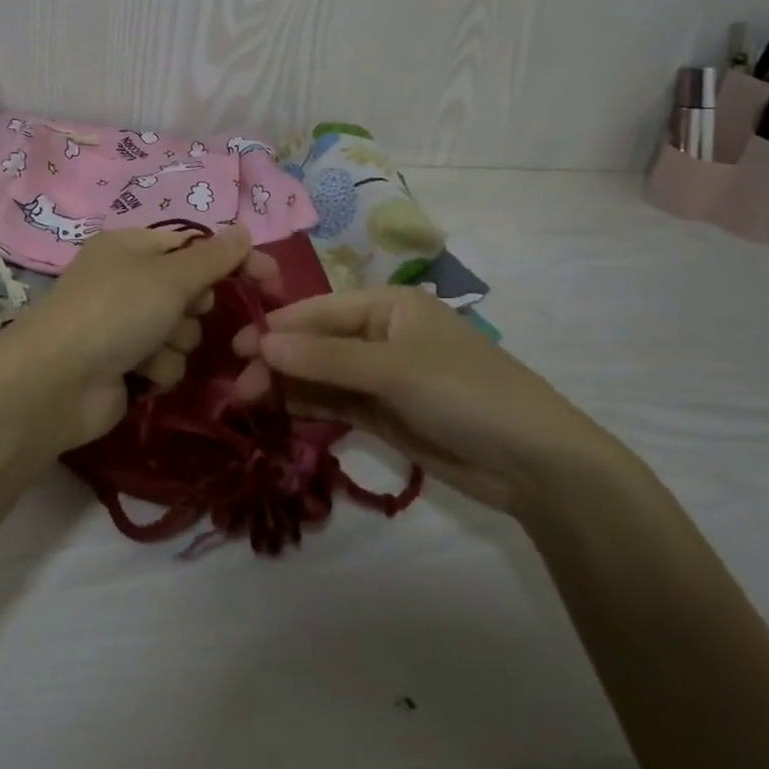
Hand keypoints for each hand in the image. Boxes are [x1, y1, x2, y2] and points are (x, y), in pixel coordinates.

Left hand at [2, 224, 277, 451]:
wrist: (56, 382)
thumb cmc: (115, 311)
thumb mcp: (170, 276)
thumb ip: (213, 257)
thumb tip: (244, 230)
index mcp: (131, 246)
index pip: (196, 246)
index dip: (233, 260)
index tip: (271, 280)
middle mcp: (127, 281)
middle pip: (190, 289)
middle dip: (195, 306)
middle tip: (186, 312)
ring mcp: (124, 324)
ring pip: (181, 329)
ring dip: (176, 341)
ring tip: (154, 347)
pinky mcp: (124, 364)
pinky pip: (165, 361)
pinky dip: (159, 367)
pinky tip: (141, 373)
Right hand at [232, 287, 628, 515]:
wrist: (532, 462)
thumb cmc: (464, 392)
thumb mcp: (394, 369)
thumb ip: (327, 358)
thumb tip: (263, 343)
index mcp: (389, 306)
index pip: (321, 310)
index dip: (278, 326)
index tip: (236, 346)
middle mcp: (382, 336)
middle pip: (318, 343)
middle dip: (279, 361)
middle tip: (239, 387)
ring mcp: (383, 378)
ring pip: (324, 375)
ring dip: (289, 386)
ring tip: (247, 402)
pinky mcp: (385, 415)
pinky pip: (338, 404)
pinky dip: (311, 407)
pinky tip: (280, 414)